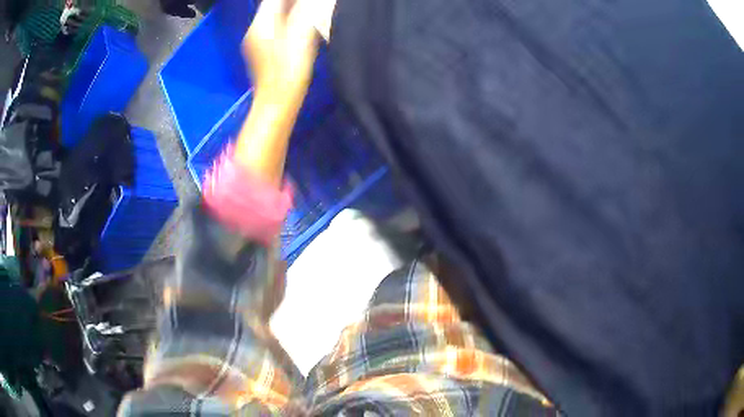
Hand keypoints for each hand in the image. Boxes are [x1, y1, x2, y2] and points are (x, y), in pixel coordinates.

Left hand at [243, 0, 319, 111]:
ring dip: (287, 10)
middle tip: (307, 4)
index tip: (303, 1)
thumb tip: (305, 2)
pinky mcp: (259, 52)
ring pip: (271, 17)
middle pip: (270, 6)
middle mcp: (254, 29)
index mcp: (261, 24)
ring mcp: (254, 41)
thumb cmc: (290, 69)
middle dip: (288, 2)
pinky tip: (296, 26)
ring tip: (305, 10)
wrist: (277, 102)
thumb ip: (303, 11)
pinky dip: (283, 22)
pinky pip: (271, 28)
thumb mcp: (301, 35)